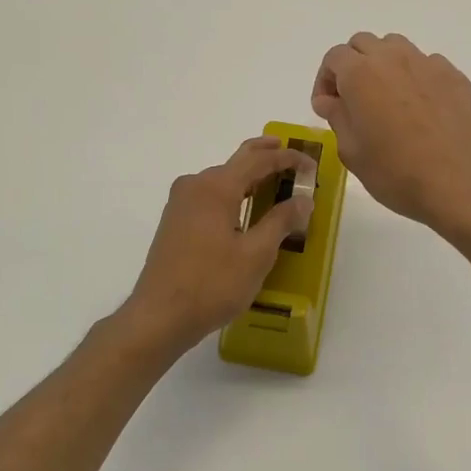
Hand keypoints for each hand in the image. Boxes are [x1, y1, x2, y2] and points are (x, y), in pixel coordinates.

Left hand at [121, 137, 313, 354]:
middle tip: (290, 154)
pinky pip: (210, 194)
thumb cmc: (212, 284)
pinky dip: (233, 192)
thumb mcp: (256, 255)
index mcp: (216, 187)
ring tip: (274, 180)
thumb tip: (303, 200)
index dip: (287, 159)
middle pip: (237, 161)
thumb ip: (281, 221)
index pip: (259, 160)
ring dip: (249, 176)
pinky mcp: (175, 220)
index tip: (311, 165)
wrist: (159, 316)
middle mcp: (195, 185)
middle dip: (265, 155)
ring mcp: (181, 203)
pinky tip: (245, 206)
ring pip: (222, 178)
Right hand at [311, 32, 470, 237]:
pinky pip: (428, 65)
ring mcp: (428, 64)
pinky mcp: (455, 78)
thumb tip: (329, 100)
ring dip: (384, 65)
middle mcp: (393, 58)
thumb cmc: (395, 173)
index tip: (328, 107)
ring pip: (397, 48)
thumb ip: (337, 117)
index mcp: (361, 74)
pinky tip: (421, 110)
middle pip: (364, 44)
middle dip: (353, 66)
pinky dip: (416, 78)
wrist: (458, 184)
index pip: (334, 58)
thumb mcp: (352, 151)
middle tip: (354, 101)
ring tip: (387, 99)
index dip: (325, 80)